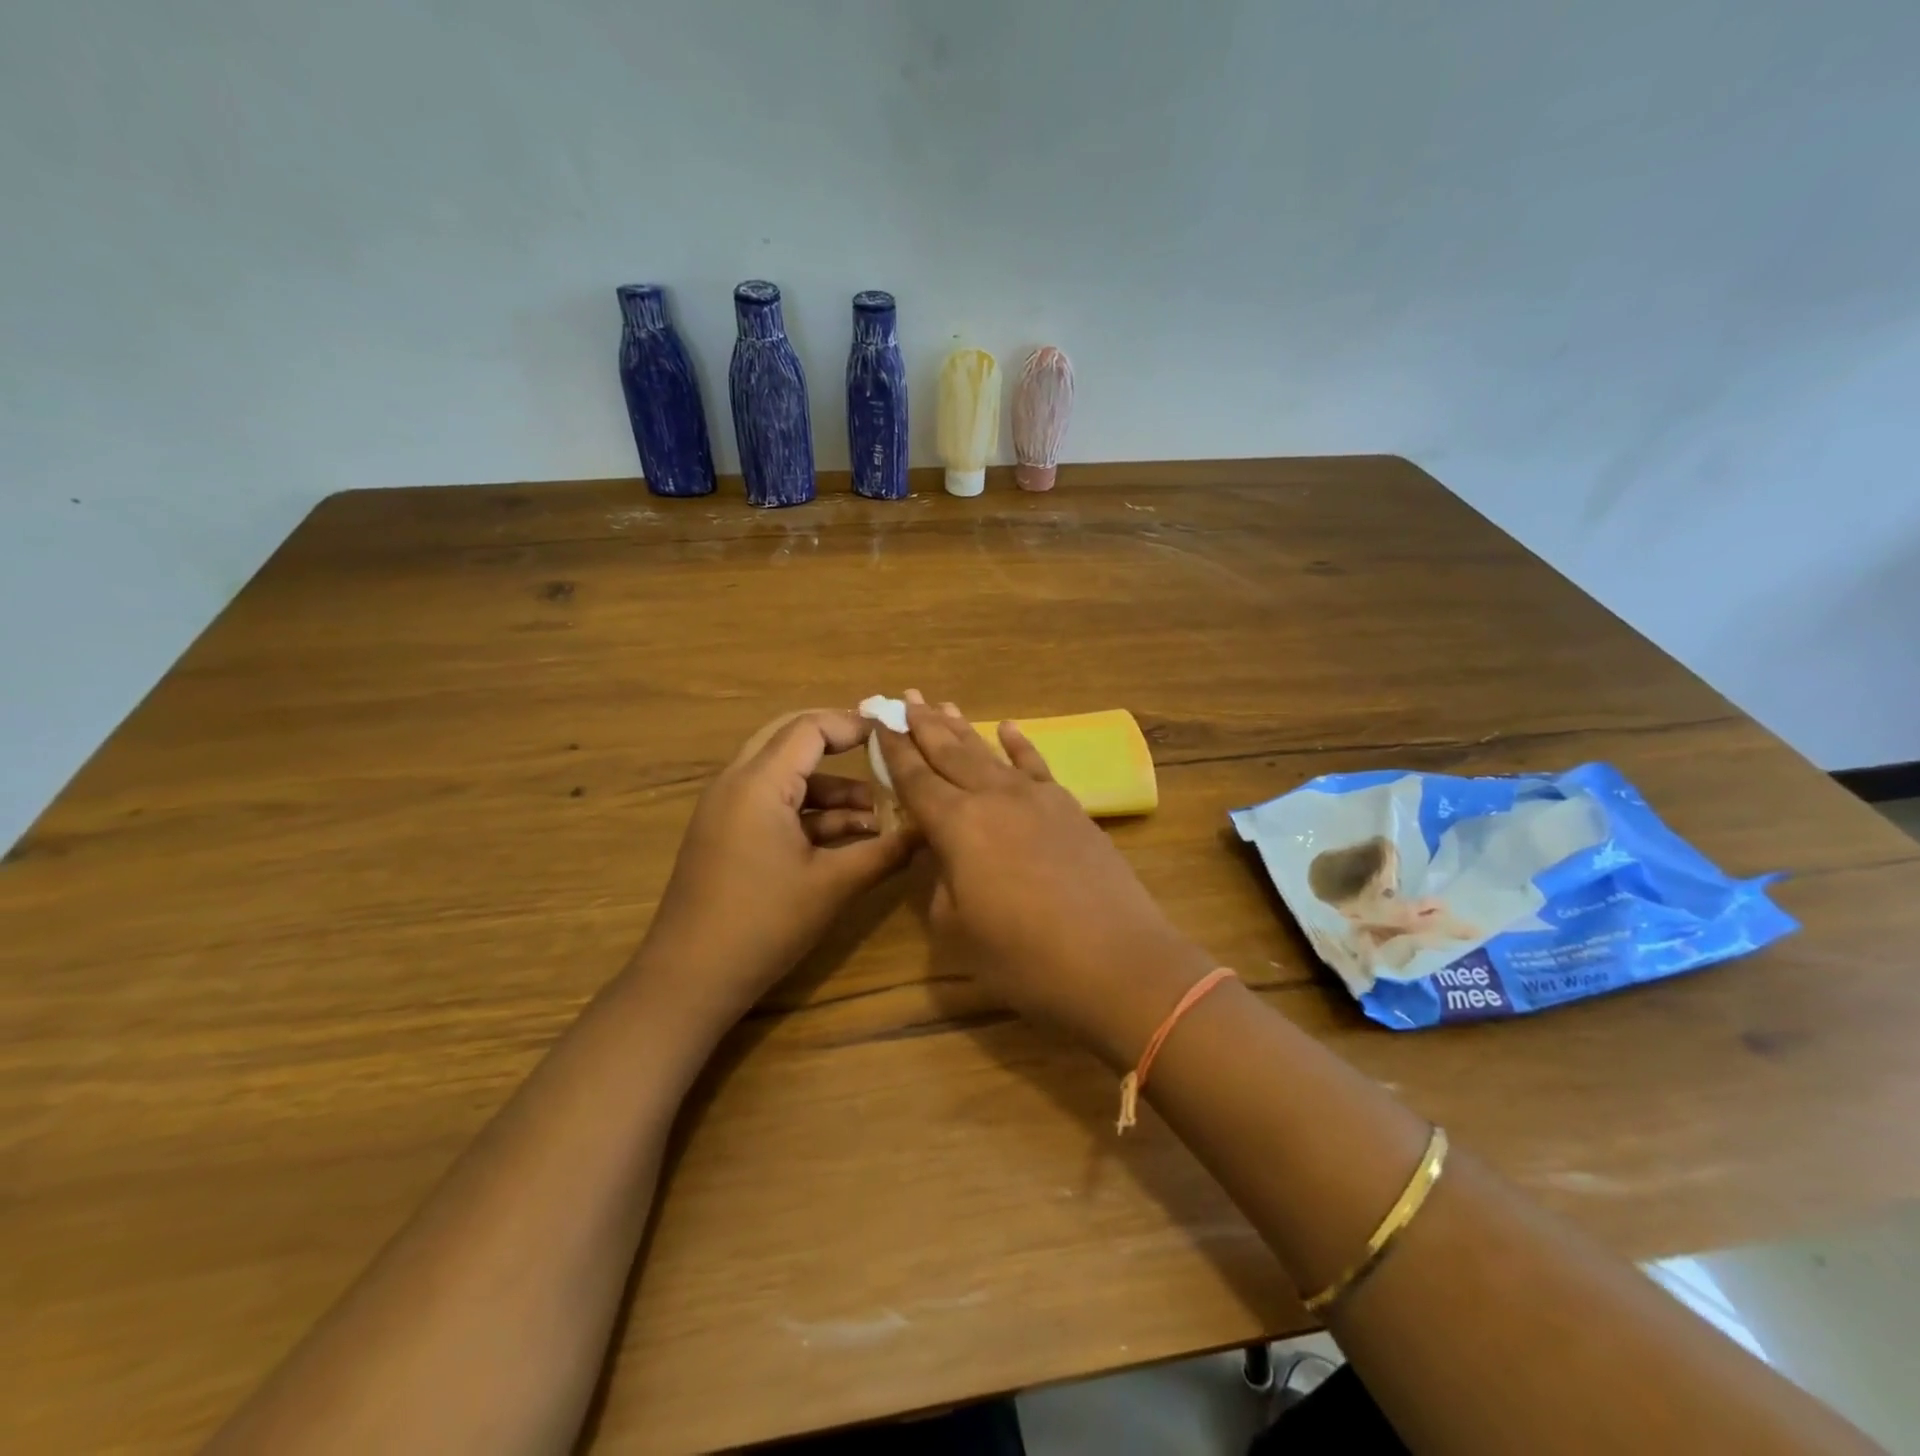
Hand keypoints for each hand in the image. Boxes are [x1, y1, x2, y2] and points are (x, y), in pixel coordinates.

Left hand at [640, 709, 913, 1028]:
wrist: (689, 979)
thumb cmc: (763, 924)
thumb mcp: (832, 886)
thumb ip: (884, 852)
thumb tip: (929, 830)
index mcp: (759, 783)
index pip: (810, 728)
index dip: (854, 725)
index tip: (895, 734)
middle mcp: (737, 783)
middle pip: (791, 739)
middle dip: (840, 745)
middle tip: (884, 755)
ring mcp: (727, 809)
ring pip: (785, 774)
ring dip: (830, 787)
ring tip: (878, 815)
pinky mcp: (727, 834)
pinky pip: (773, 802)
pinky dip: (810, 811)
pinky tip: (847, 837)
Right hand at [877, 694, 1213, 1067]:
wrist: (1117, 962)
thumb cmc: (1026, 958)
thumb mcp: (958, 930)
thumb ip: (940, 884)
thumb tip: (944, 857)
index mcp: (957, 826)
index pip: (915, 779)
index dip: (893, 750)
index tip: (879, 720)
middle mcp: (993, 798)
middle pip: (949, 753)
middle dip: (922, 724)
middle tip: (903, 697)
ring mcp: (1036, 798)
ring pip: (988, 752)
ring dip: (961, 728)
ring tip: (940, 704)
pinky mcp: (1069, 807)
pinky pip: (1037, 765)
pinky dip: (1019, 744)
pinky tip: (1008, 727)